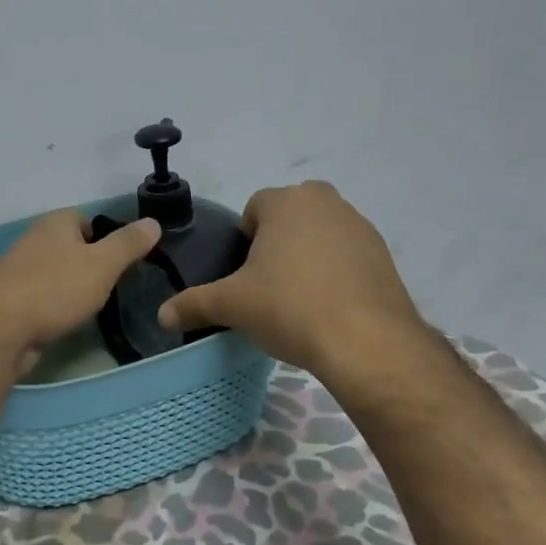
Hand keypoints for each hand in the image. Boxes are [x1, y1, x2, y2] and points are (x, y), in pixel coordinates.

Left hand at [0, 210, 161, 372]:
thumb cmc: (54, 289)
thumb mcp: (102, 264)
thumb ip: (128, 244)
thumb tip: (153, 221)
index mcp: (55, 222)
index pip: (89, 219)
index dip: (109, 238)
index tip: (125, 263)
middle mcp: (34, 239)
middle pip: (72, 247)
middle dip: (91, 265)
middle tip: (114, 287)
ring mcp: (18, 270)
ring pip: (56, 273)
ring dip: (72, 287)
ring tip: (93, 308)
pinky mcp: (9, 299)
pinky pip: (42, 296)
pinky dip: (54, 306)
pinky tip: (64, 322)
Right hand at [156, 180, 441, 382]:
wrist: (368, 343)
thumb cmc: (291, 308)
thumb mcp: (232, 306)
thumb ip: (193, 304)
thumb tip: (161, 316)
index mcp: (287, 201)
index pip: (254, 208)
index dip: (244, 241)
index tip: (245, 275)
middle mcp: (326, 202)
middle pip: (289, 216)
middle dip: (277, 242)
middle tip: (268, 284)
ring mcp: (360, 226)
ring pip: (320, 233)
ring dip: (307, 254)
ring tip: (300, 298)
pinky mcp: (383, 254)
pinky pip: (347, 254)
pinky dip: (336, 271)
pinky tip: (330, 306)